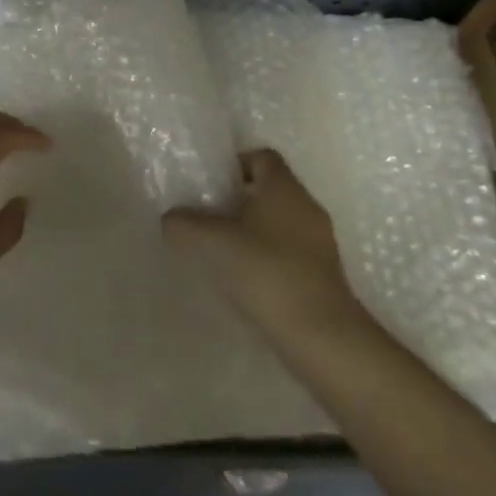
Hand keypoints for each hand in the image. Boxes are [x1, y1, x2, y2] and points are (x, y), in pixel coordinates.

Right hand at [163, 148, 362, 337]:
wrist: (323, 339)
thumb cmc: (268, 274)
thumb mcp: (214, 245)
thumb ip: (185, 225)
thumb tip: (170, 218)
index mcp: (284, 186)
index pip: (261, 156)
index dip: (235, 164)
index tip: (211, 185)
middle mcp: (306, 205)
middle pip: (270, 189)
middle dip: (240, 200)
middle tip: (210, 218)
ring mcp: (320, 242)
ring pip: (281, 222)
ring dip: (255, 231)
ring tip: (225, 253)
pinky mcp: (325, 275)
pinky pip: (291, 252)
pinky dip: (270, 258)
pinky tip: (250, 282)